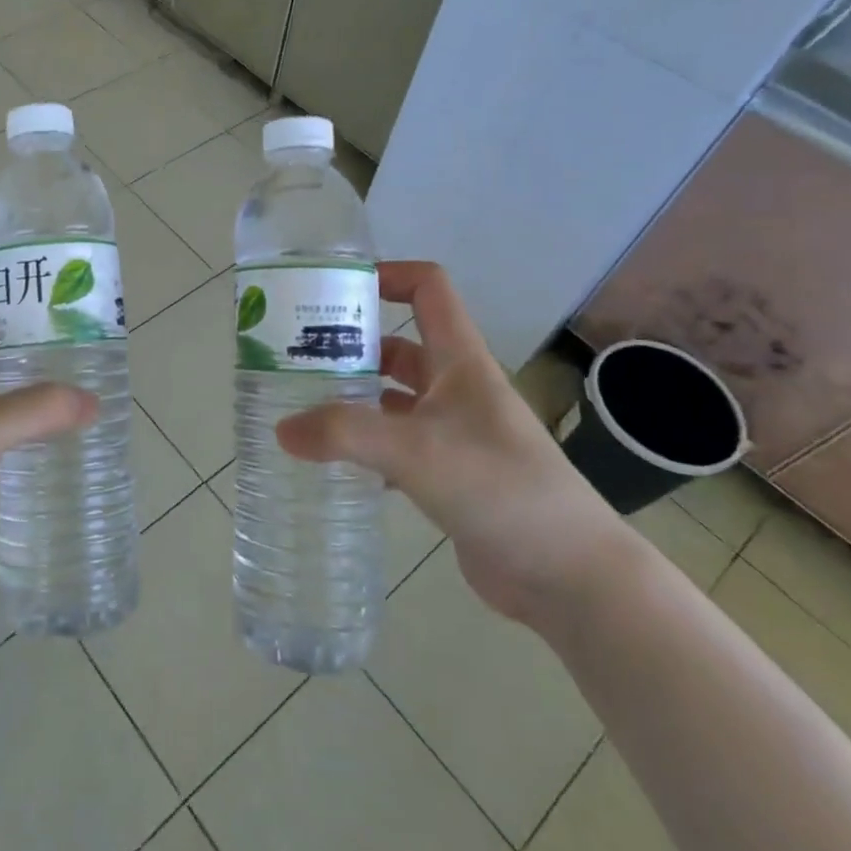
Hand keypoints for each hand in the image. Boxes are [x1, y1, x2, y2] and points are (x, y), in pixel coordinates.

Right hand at [275, 261, 627, 625]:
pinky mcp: (451, 474)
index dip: (387, 275)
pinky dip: (367, 445)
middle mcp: (458, 388)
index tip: (335, 290)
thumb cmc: (499, 487)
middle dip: (352, 344)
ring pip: (395, 397)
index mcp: (460, 361)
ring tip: (303, 404)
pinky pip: (398, 444)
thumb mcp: (415, 450)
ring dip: (355, 396)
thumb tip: (282, 429)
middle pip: (400, 345)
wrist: (569, 574)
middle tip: (296, 356)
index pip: (428, 289)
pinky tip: (334, 461)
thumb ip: (344, 434)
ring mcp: (456, 432)